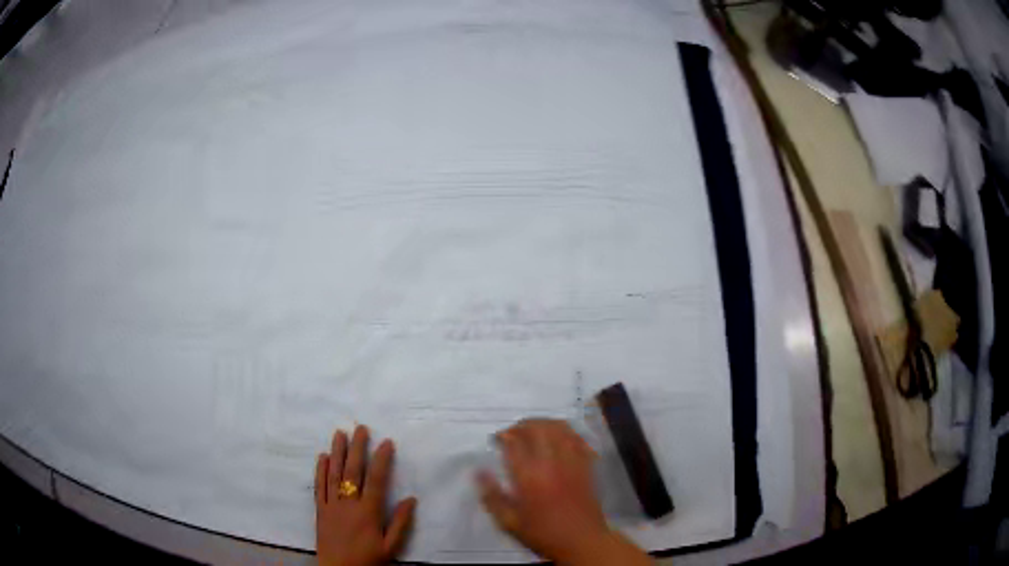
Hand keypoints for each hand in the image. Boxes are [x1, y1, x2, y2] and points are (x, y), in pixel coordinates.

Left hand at [315, 425, 416, 565]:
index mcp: (368, 512)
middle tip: (360, 428)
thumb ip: (400, 523)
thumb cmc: (368, 560)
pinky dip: (320, 470)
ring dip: (337, 452)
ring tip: (339, 433)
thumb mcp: (390, 547)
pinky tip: (322, 457)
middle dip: (357, 448)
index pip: (376, 480)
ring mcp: (331, 505)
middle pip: (353, 471)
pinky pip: (319, 486)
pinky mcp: (320, 509)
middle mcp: (348, 503)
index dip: (382, 460)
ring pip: (334, 474)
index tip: (386, 442)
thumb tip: (411, 498)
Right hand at [476, 419, 651, 565]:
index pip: (514, 443)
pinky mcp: (586, 464)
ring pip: (559, 428)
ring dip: (544, 423)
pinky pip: (577, 438)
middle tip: (512, 432)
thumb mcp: (509, 522)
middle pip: (537, 428)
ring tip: (533, 429)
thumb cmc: (542, 532)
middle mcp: (551, 462)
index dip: (503, 436)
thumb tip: (479, 472)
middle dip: (522, 425)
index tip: (496, 439)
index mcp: (529, 476)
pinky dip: (565, 431)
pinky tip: (558, 437)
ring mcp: (572, 461)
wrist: (581, 540)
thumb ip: (492, 496)